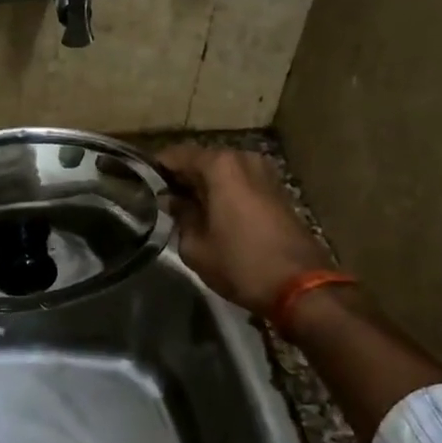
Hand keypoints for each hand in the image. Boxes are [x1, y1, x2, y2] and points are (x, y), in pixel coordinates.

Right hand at [156, 144, 333, 317]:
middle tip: (160, 200)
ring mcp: (264, 172)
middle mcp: (243, 158)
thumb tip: (173, 201)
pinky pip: (239, 181)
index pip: (175, 155)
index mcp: (220, 165)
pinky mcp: (276, 189)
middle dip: (180, 177)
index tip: (139, 185)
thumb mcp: (195, 246)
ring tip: (184, 209)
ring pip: (221, 171)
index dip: (155, 169)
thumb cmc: (241, 264)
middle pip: (200, 160)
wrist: (302, 287)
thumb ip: (179, 216)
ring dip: (203, 185)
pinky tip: (211, 213)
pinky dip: (223, 191)